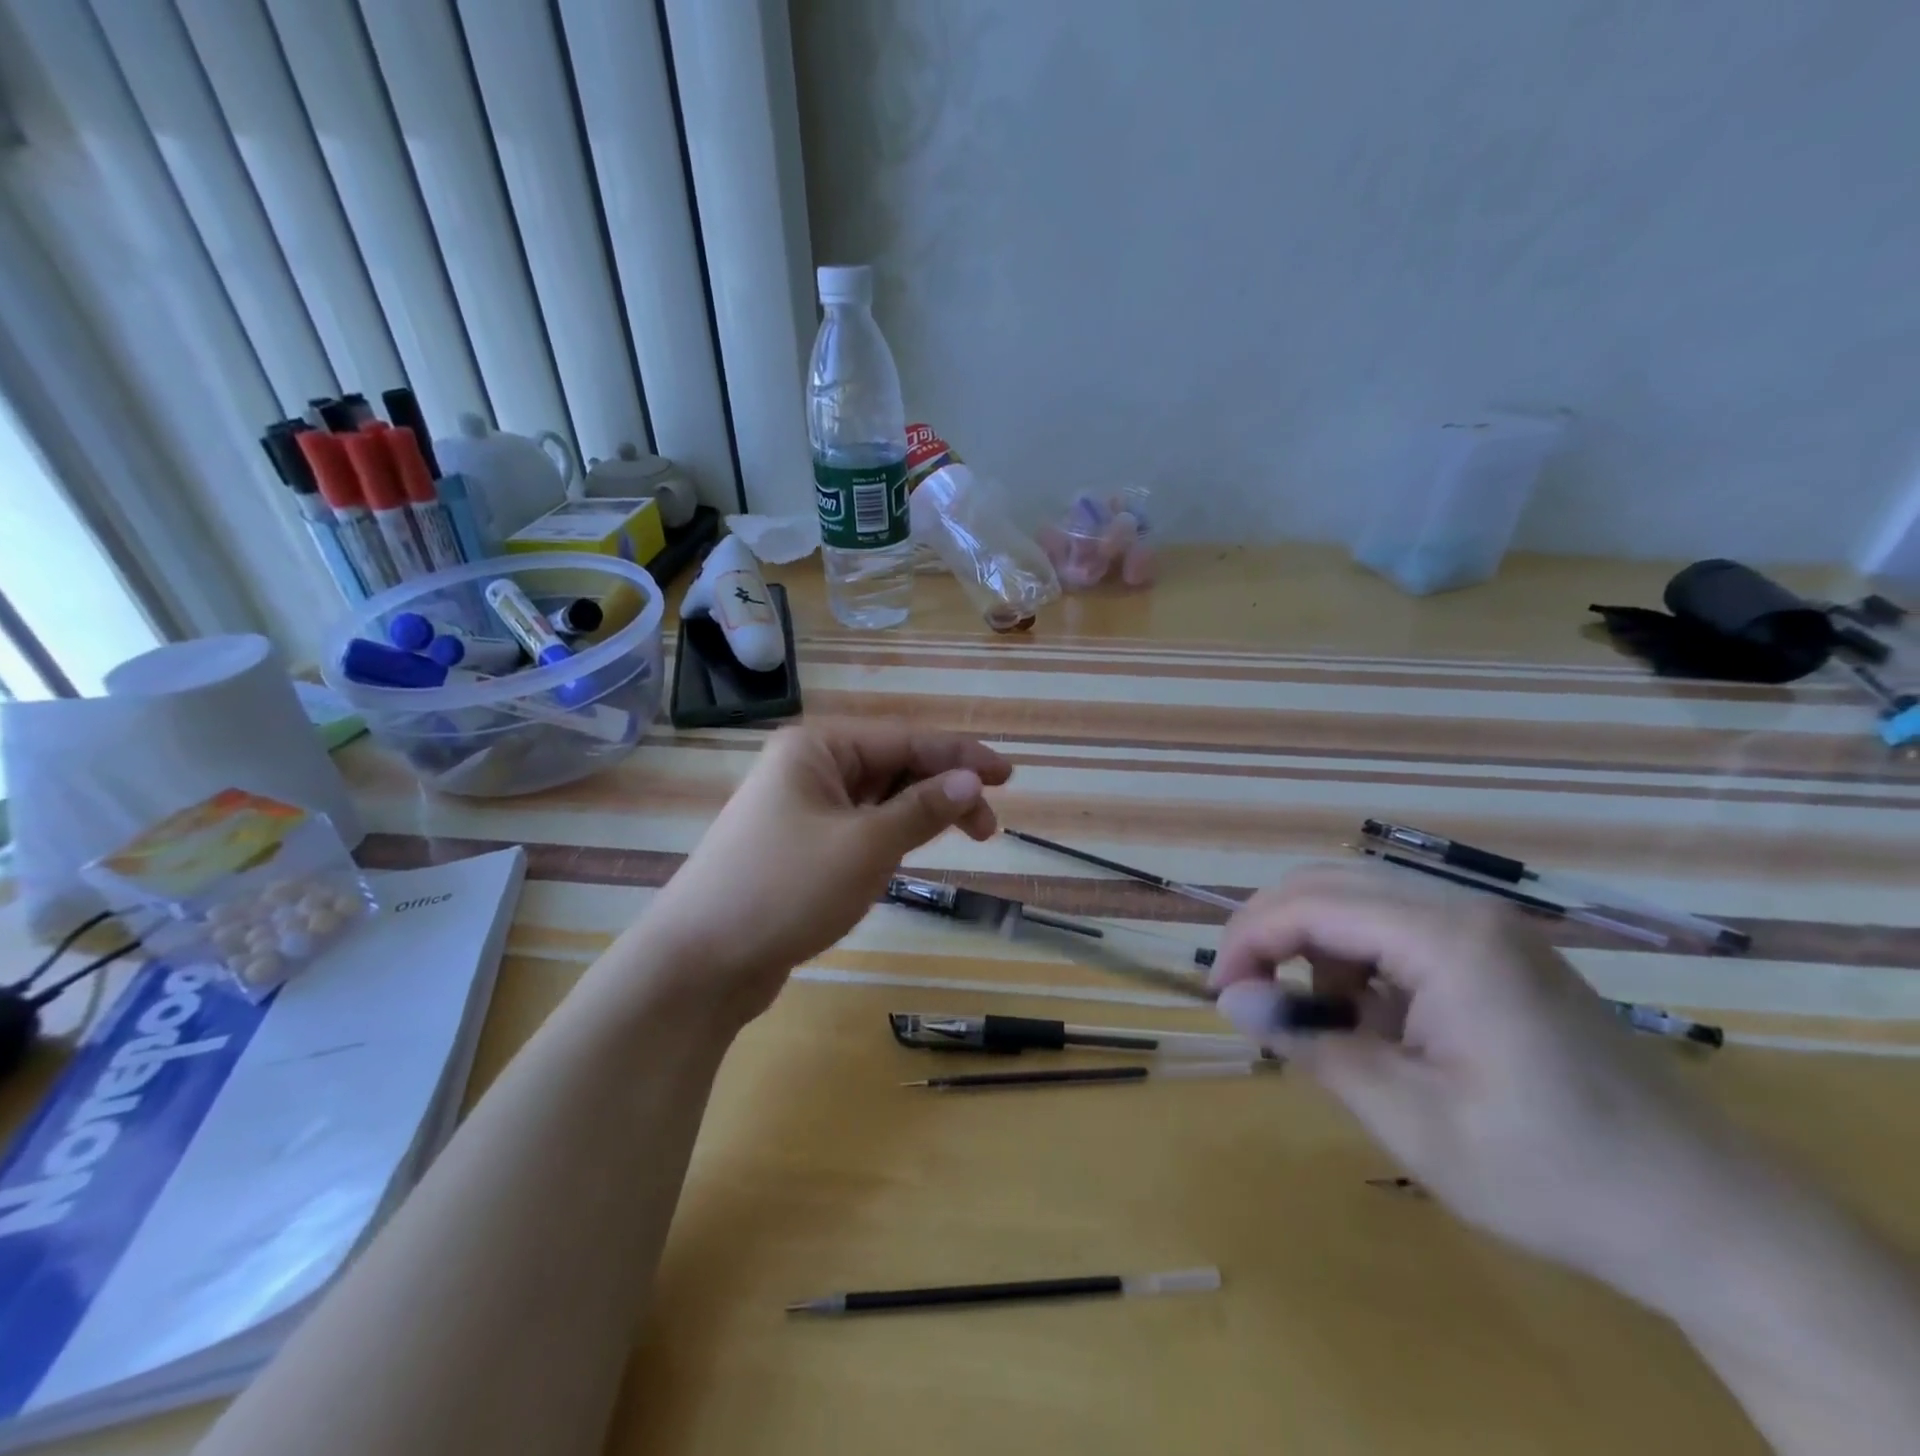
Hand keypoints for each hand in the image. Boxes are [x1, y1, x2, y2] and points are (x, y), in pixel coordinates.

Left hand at [636, 721, 1011, 1026]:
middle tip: (989, 826)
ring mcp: (800, 807)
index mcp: (818, 747)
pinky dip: (891, 835)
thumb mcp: (865, 847)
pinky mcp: (799, 845)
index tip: (1009, 775)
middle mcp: (808, 767)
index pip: (906, 739)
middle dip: (943, 789)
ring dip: (920, 814)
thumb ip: (922, 809)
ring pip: (878, 798)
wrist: (700, 963)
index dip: (961, 756)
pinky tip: (910, 851)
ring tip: (963, 838)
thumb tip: (972, 780)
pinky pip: (859, 826)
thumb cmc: (785, 890)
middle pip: (893, 766)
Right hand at [1208, 863, 1762, 1313]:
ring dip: (1313, 947)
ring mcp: (1485, 928)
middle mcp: (1463, 912)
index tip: (1220, 995)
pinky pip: (1395, 928)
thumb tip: (1231, 999)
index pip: (1312, 905)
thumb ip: (1312, 1046)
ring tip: (1317, 1021)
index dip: (1249, 939)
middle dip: (1270, 930)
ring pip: (1358, 900)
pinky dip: (1357, 962)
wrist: (1710, 1219)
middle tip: (1244, 994)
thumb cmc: (1552, 1174)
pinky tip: (1373, 1021)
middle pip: (1329, 883)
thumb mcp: (1412, 1120)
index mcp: (1447, 941)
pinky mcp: (1495, 952)